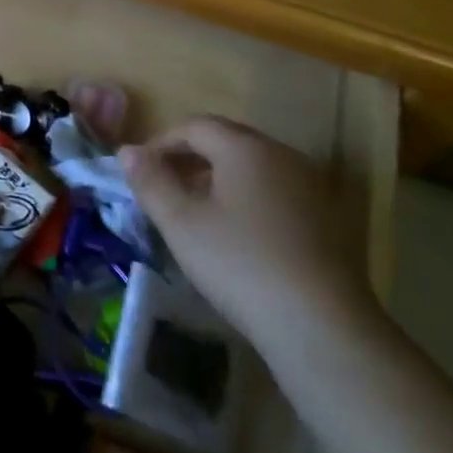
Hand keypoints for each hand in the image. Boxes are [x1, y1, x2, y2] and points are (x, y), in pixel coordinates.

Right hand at [121, 116, 372, 343]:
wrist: (324, 327)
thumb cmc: (241, 264)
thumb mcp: (181, 223)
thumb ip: (150, 181)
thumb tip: (127, 150)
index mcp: (245, 147)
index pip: (194, 126)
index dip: (160, 143)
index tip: (139, 172)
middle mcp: (281, 154)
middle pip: (225, 141)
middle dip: (188, 158)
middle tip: (162, 189)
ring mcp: (310, 185)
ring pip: (251, 167)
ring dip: (217, 179)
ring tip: (193, 213)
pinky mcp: (326, 218)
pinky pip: (274, 191)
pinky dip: (246, 199)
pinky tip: (235, 236)